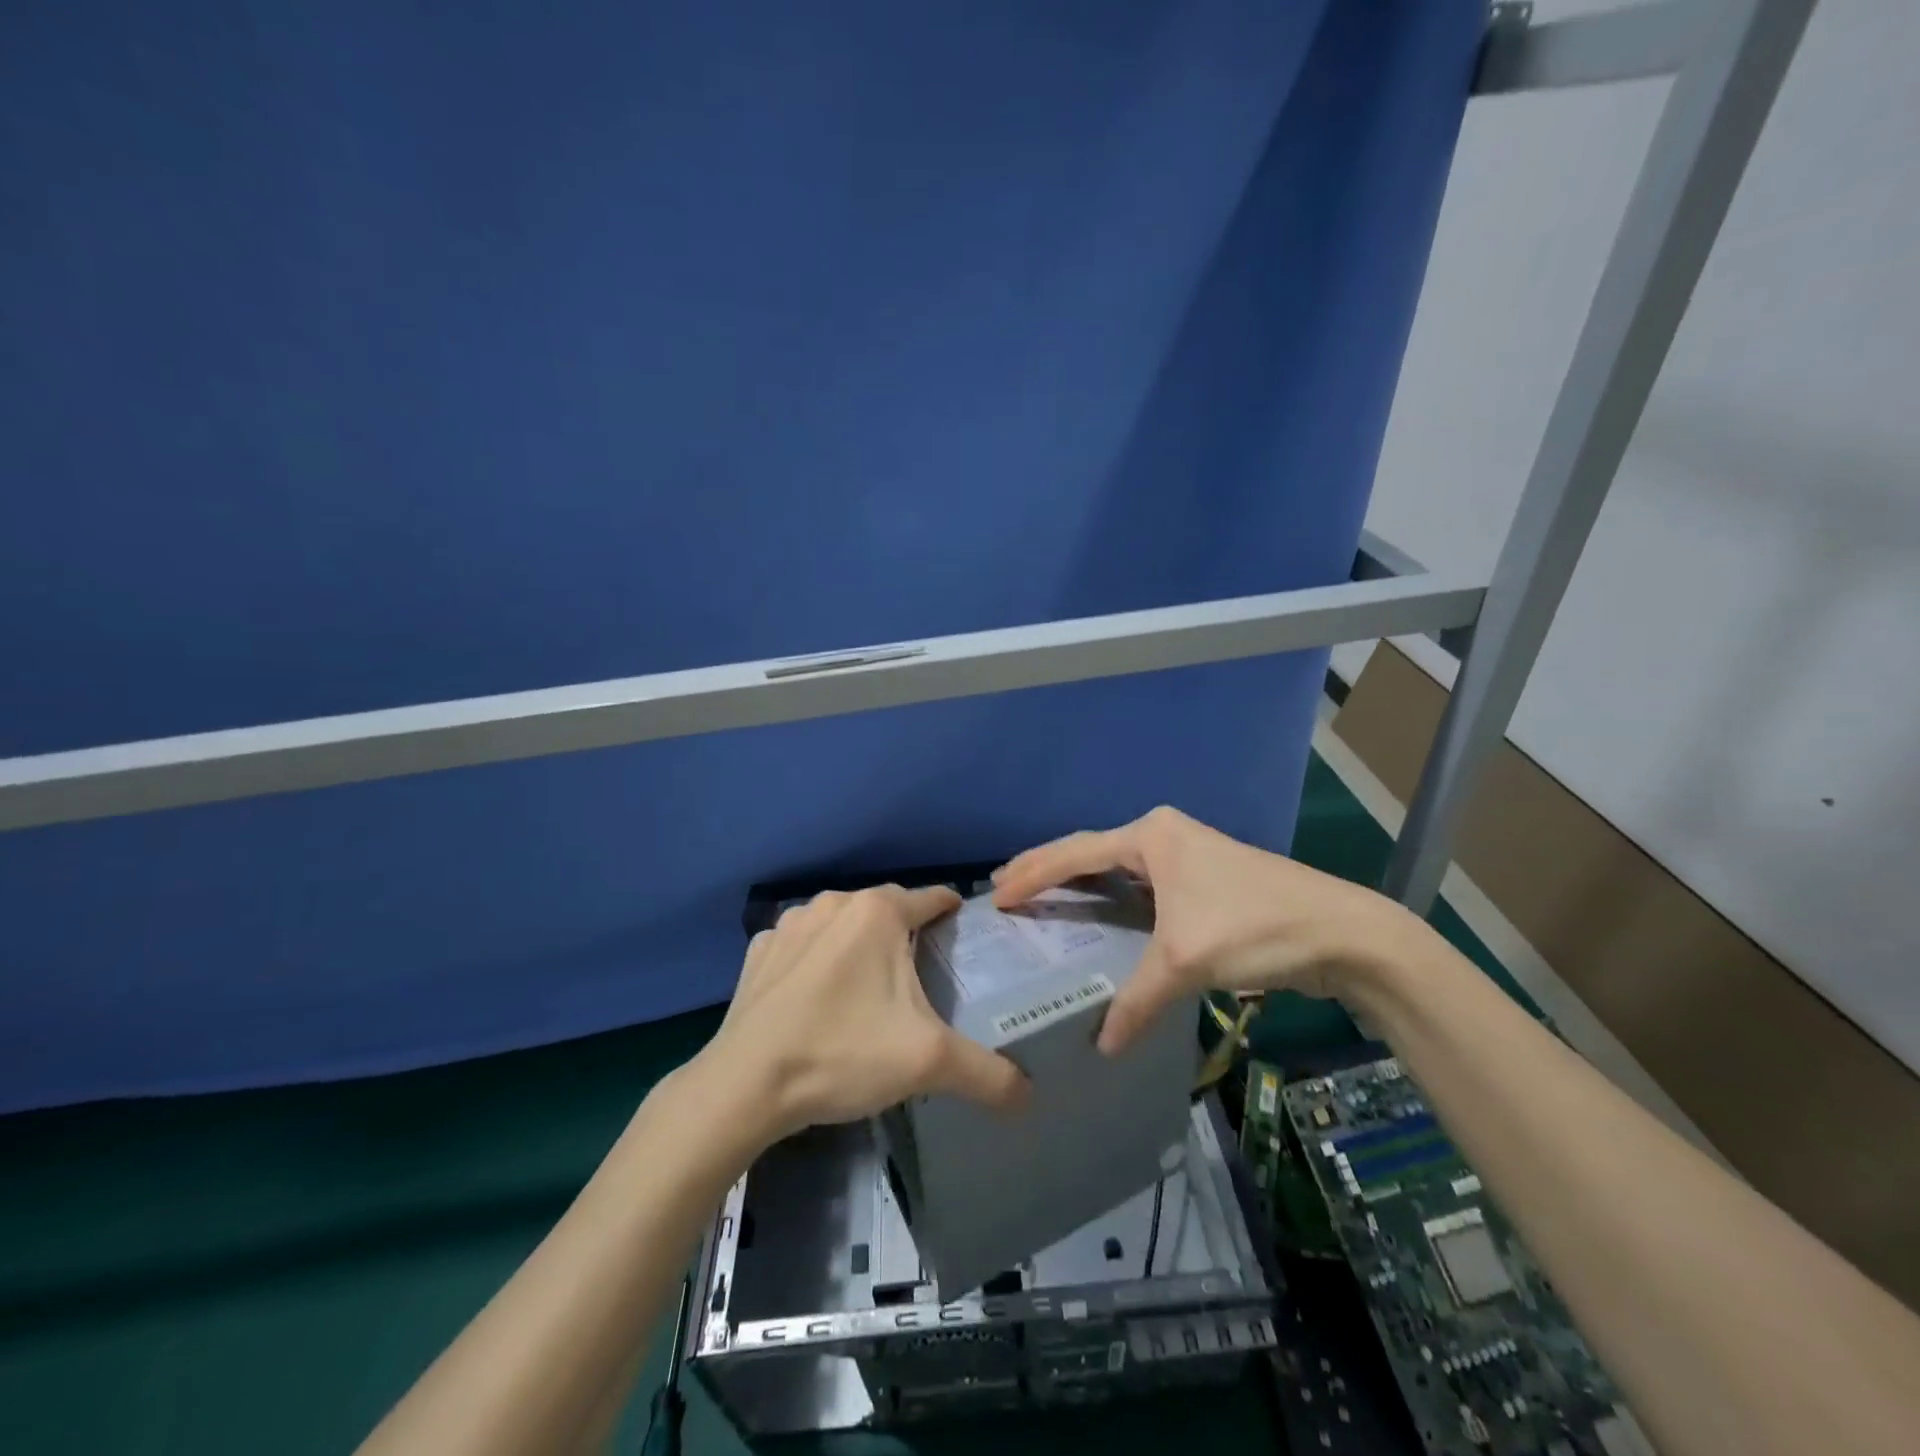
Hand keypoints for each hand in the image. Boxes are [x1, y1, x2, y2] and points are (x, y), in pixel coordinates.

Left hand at [703, 885, 1029, 1138]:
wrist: (745, 1084)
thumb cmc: (843, 1053)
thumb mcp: (928, 1063)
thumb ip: (986, 1073)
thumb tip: (1029, 1095)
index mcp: (878, 912)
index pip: (931, 898)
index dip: (952, 912)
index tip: (964, 930)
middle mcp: (834, 902)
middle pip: (886, 910)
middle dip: (906, 933)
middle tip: (922, 972)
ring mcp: (790, 924)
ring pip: (842, 924)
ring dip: (859, 944)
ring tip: (869, 985)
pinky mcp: (759, 951)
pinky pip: (802, 945)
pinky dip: (816, 960)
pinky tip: (816, 995)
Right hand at [992, 806, 1421, 1053]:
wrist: (1343, 933)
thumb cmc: (1255, 928)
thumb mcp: (1186, 960)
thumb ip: (1138, 1000)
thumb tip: (1102, 1046)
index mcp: (1151, 836)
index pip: (1076, 852)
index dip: (1033, 874)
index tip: (996, 895)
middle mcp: (1163, 836)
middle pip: (1090, 851)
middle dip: (1047, 869)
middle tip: (1004, 889)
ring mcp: (1184, 856)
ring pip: (1115, 869)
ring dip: (1078, 883)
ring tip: (1038, 897)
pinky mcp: (1200, 881)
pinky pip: (1139, 886)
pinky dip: (1110, 899)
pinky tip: (1097, 916)